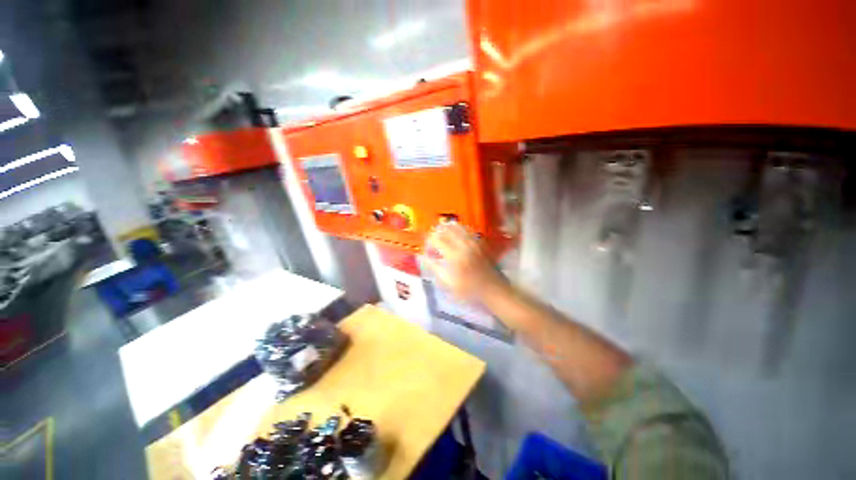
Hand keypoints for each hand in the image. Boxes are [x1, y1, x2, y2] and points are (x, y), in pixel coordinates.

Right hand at [423, 223, 506, 301]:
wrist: (492, 288)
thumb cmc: (468, 289)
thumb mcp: (448, 282)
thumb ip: (434, 267)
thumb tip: (422, 256)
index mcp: (454, 255)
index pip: (436, 239)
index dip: (429, 242)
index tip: (427, 249)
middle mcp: (463, 244)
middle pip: (446, 229)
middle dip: (437, 233)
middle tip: (433, 241)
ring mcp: (473, 241)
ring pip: (457, 227)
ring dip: (447, 229)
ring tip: (443, 236)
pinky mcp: (480, 242)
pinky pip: (467, 230)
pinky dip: (458, 229)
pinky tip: (456, 236)